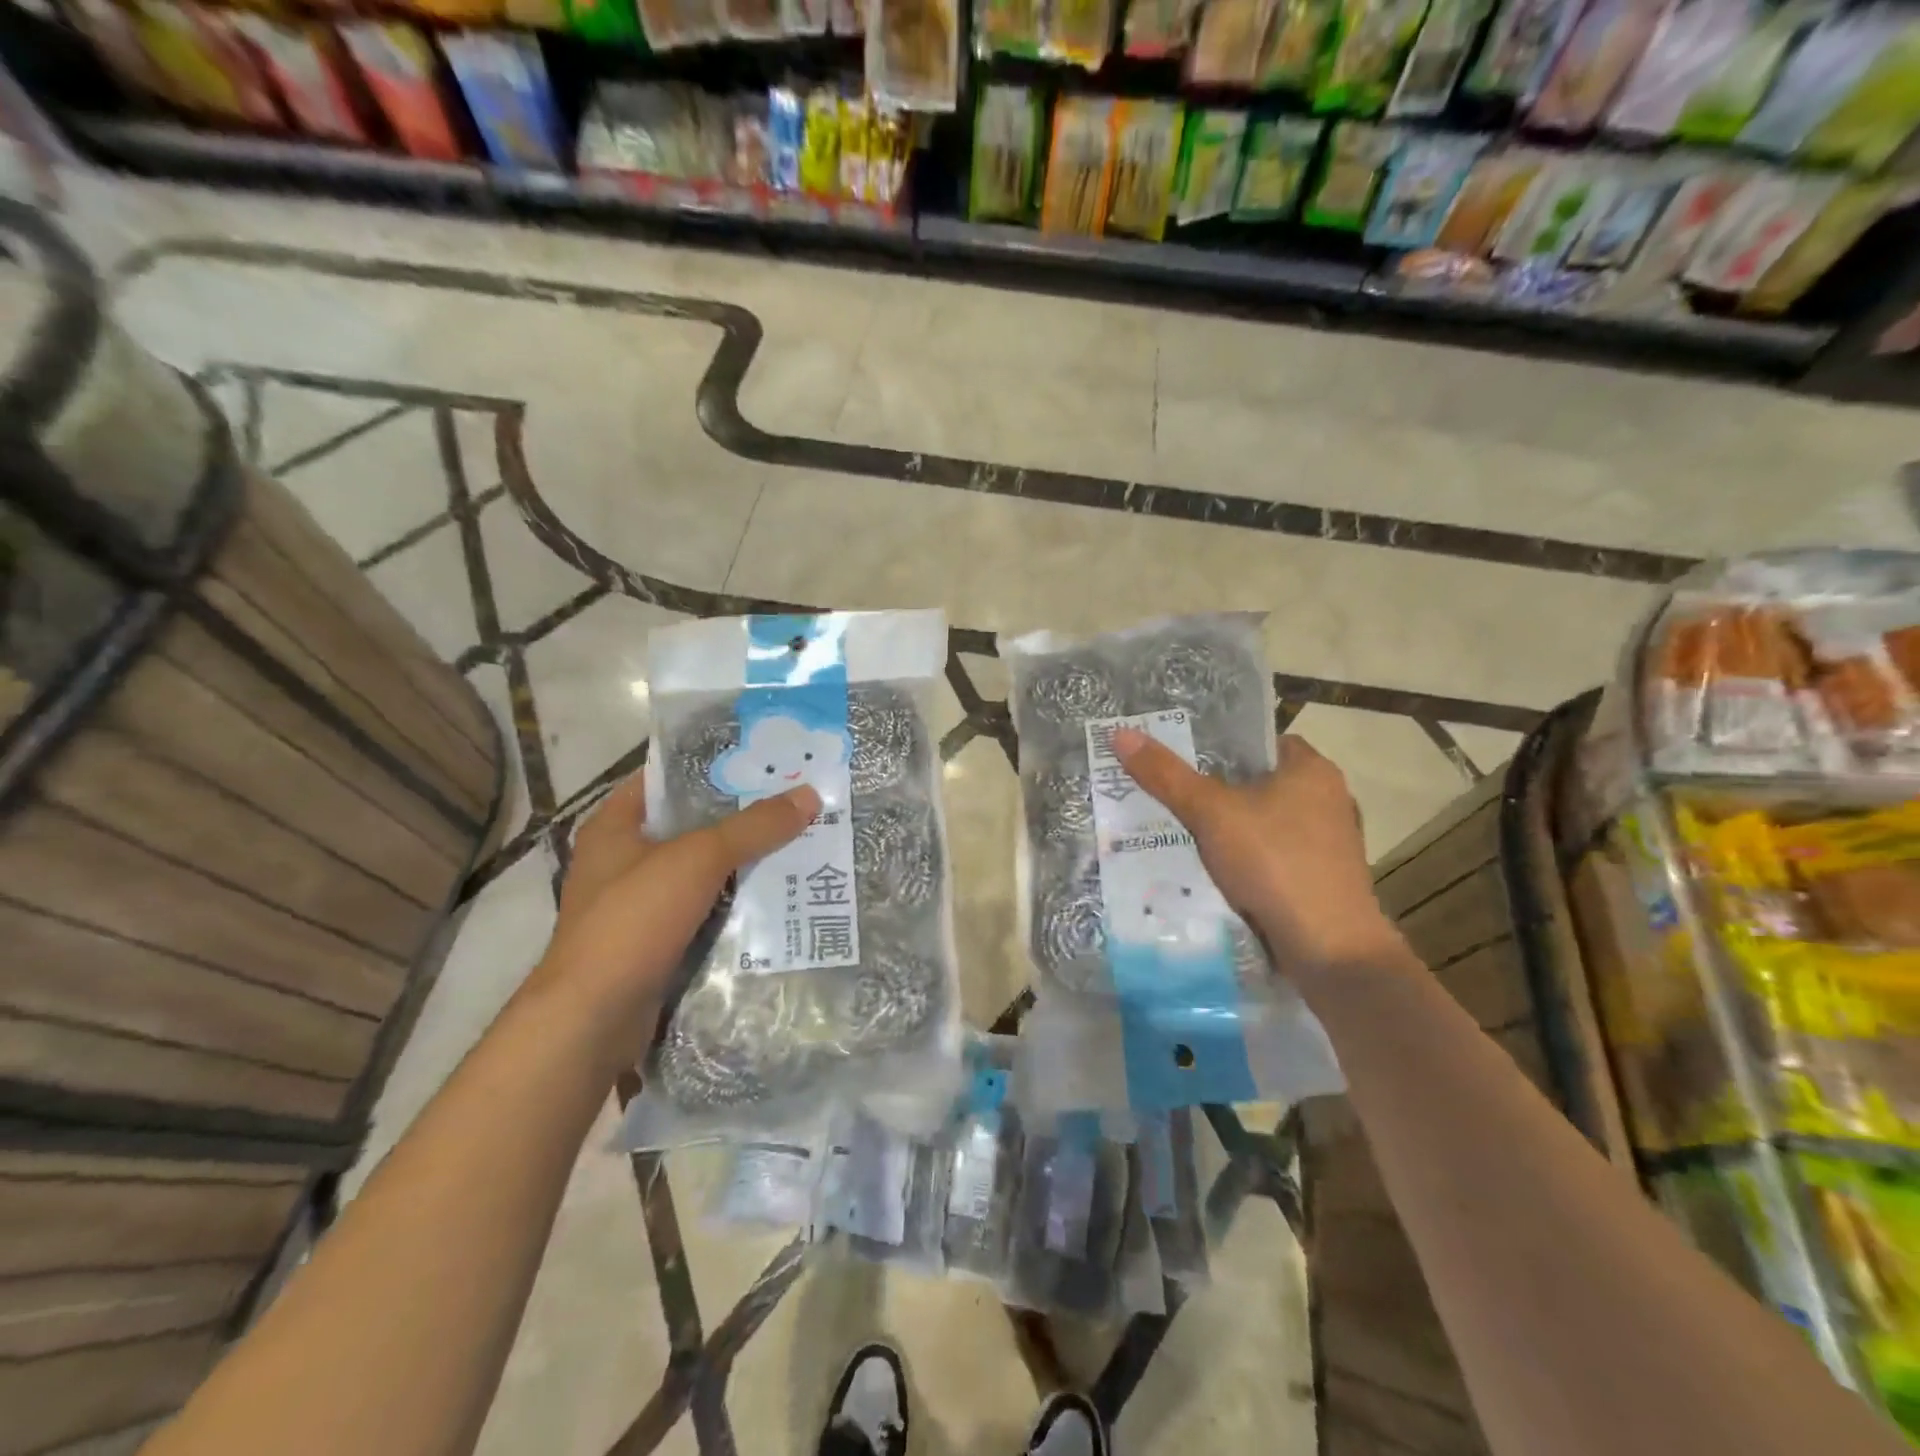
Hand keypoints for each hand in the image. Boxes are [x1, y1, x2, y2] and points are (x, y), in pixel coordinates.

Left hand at [525, 774, 819, 1068]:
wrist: (593, 1019)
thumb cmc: (633, 921)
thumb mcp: (698, 860)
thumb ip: (753, 827)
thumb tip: (809, 795)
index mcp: (616, 826)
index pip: (667, 778)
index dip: (713, 767)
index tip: (764, 762)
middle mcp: (623, 860)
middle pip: (691, 825)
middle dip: (741, 817)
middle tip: (795, 803)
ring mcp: (639, 904)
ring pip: (702, 871)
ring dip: (743, 863)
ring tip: (799, 844)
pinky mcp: (656, 942)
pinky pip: (705, 910)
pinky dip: (735, 903)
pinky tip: (778, 897)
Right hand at [1111, 729, 1409, 977]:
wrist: (1328, 950)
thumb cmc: (1274, 863)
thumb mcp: (1210, 813)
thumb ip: (1166, 775)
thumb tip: (1121, 733)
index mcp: (1313, 770)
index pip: (1261, 741)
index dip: (1221, 745)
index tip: (1181, 757)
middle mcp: (1328, 800)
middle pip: (1259, 783)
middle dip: (1217, 790)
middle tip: (1170, 794)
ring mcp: (1329, 844)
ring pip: (1265, 823)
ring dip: (1230, 829)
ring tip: (1180, 831)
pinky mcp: (1322, 880)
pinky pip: (1273, 856)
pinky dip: (1246, 859)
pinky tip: (1212, 870)